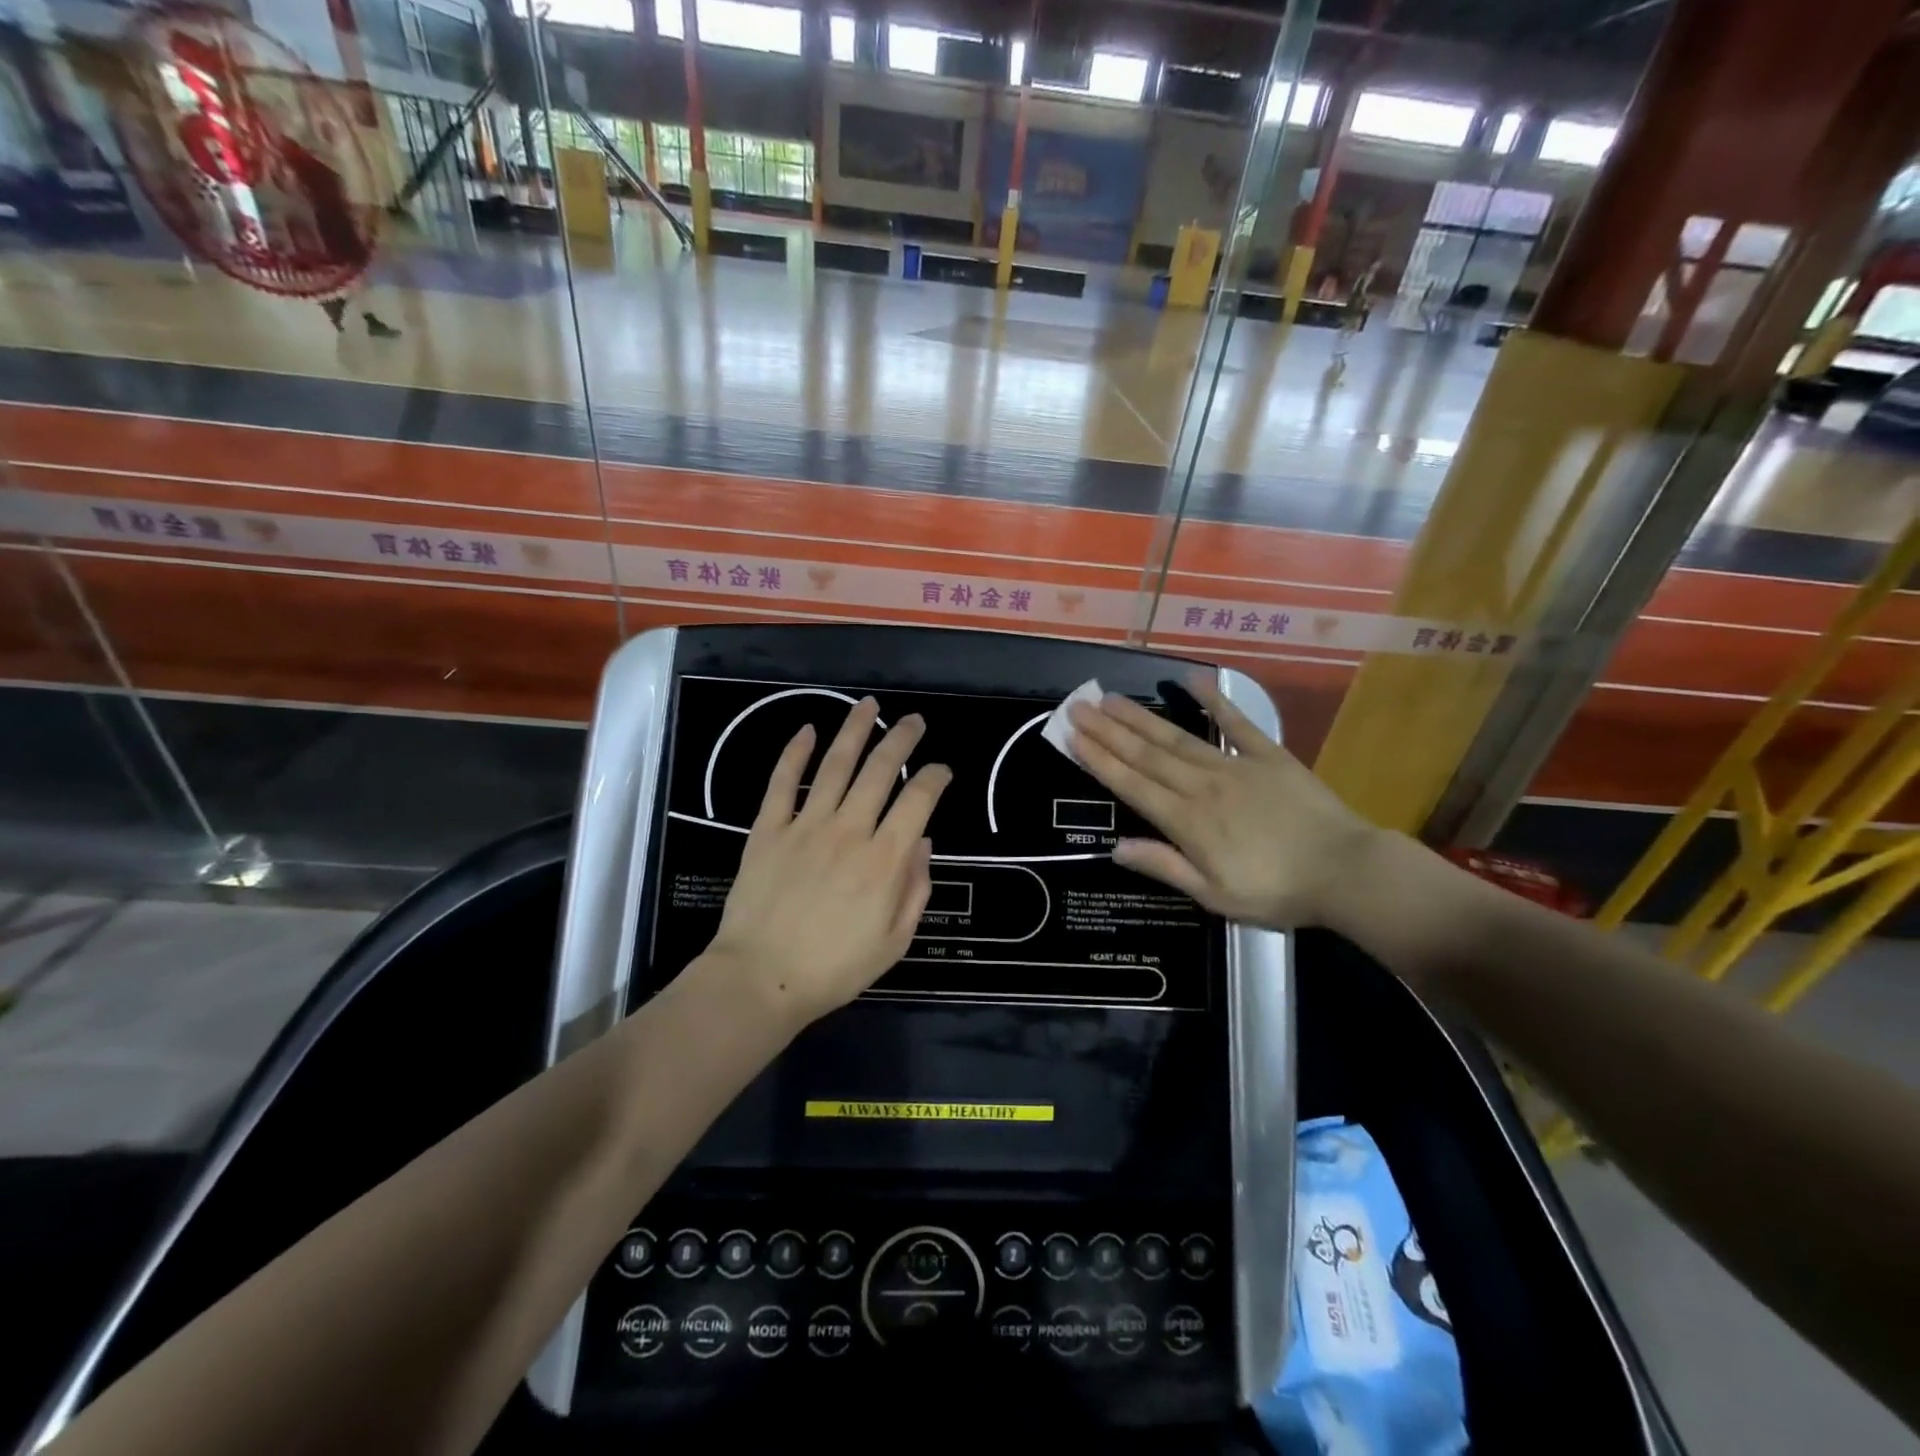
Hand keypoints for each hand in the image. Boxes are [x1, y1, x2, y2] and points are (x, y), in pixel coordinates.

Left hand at [707, 697, 951, 1024]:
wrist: (761, 979)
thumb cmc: (834, 968)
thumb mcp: (894, 941)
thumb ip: (915, 888)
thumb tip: (923, 842)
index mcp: (885, 860)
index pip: (919, 800)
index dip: (935, 777)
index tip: (942, 770)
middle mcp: (850, 830)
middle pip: (880, 770)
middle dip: (901, 739)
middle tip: (913, 721)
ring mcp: (806, 826)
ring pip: (835, 765)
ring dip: (854, 730)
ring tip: (868, 705)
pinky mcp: (769, 829)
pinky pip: (783, 782)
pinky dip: (795, 753)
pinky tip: (807, 730)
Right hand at [1068, 684, 1377, 930]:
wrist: (1346, 872)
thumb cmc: (1277, 892)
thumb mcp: (1214, 895)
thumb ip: (1164, 866)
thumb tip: (1116, 848)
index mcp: (1187, 822)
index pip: (1132, 785)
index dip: (1099, 759)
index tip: (1072, 736)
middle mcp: (1202, 786)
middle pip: (1147, 754)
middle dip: (1109, 730)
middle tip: (1079, 706)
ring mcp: (1235, 766)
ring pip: (1177, 738)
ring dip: (1141, 718)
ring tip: (1111, 698)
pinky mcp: (1268, 756)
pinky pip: (1236, 723)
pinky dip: (1214, 700)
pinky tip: (1191, 680)